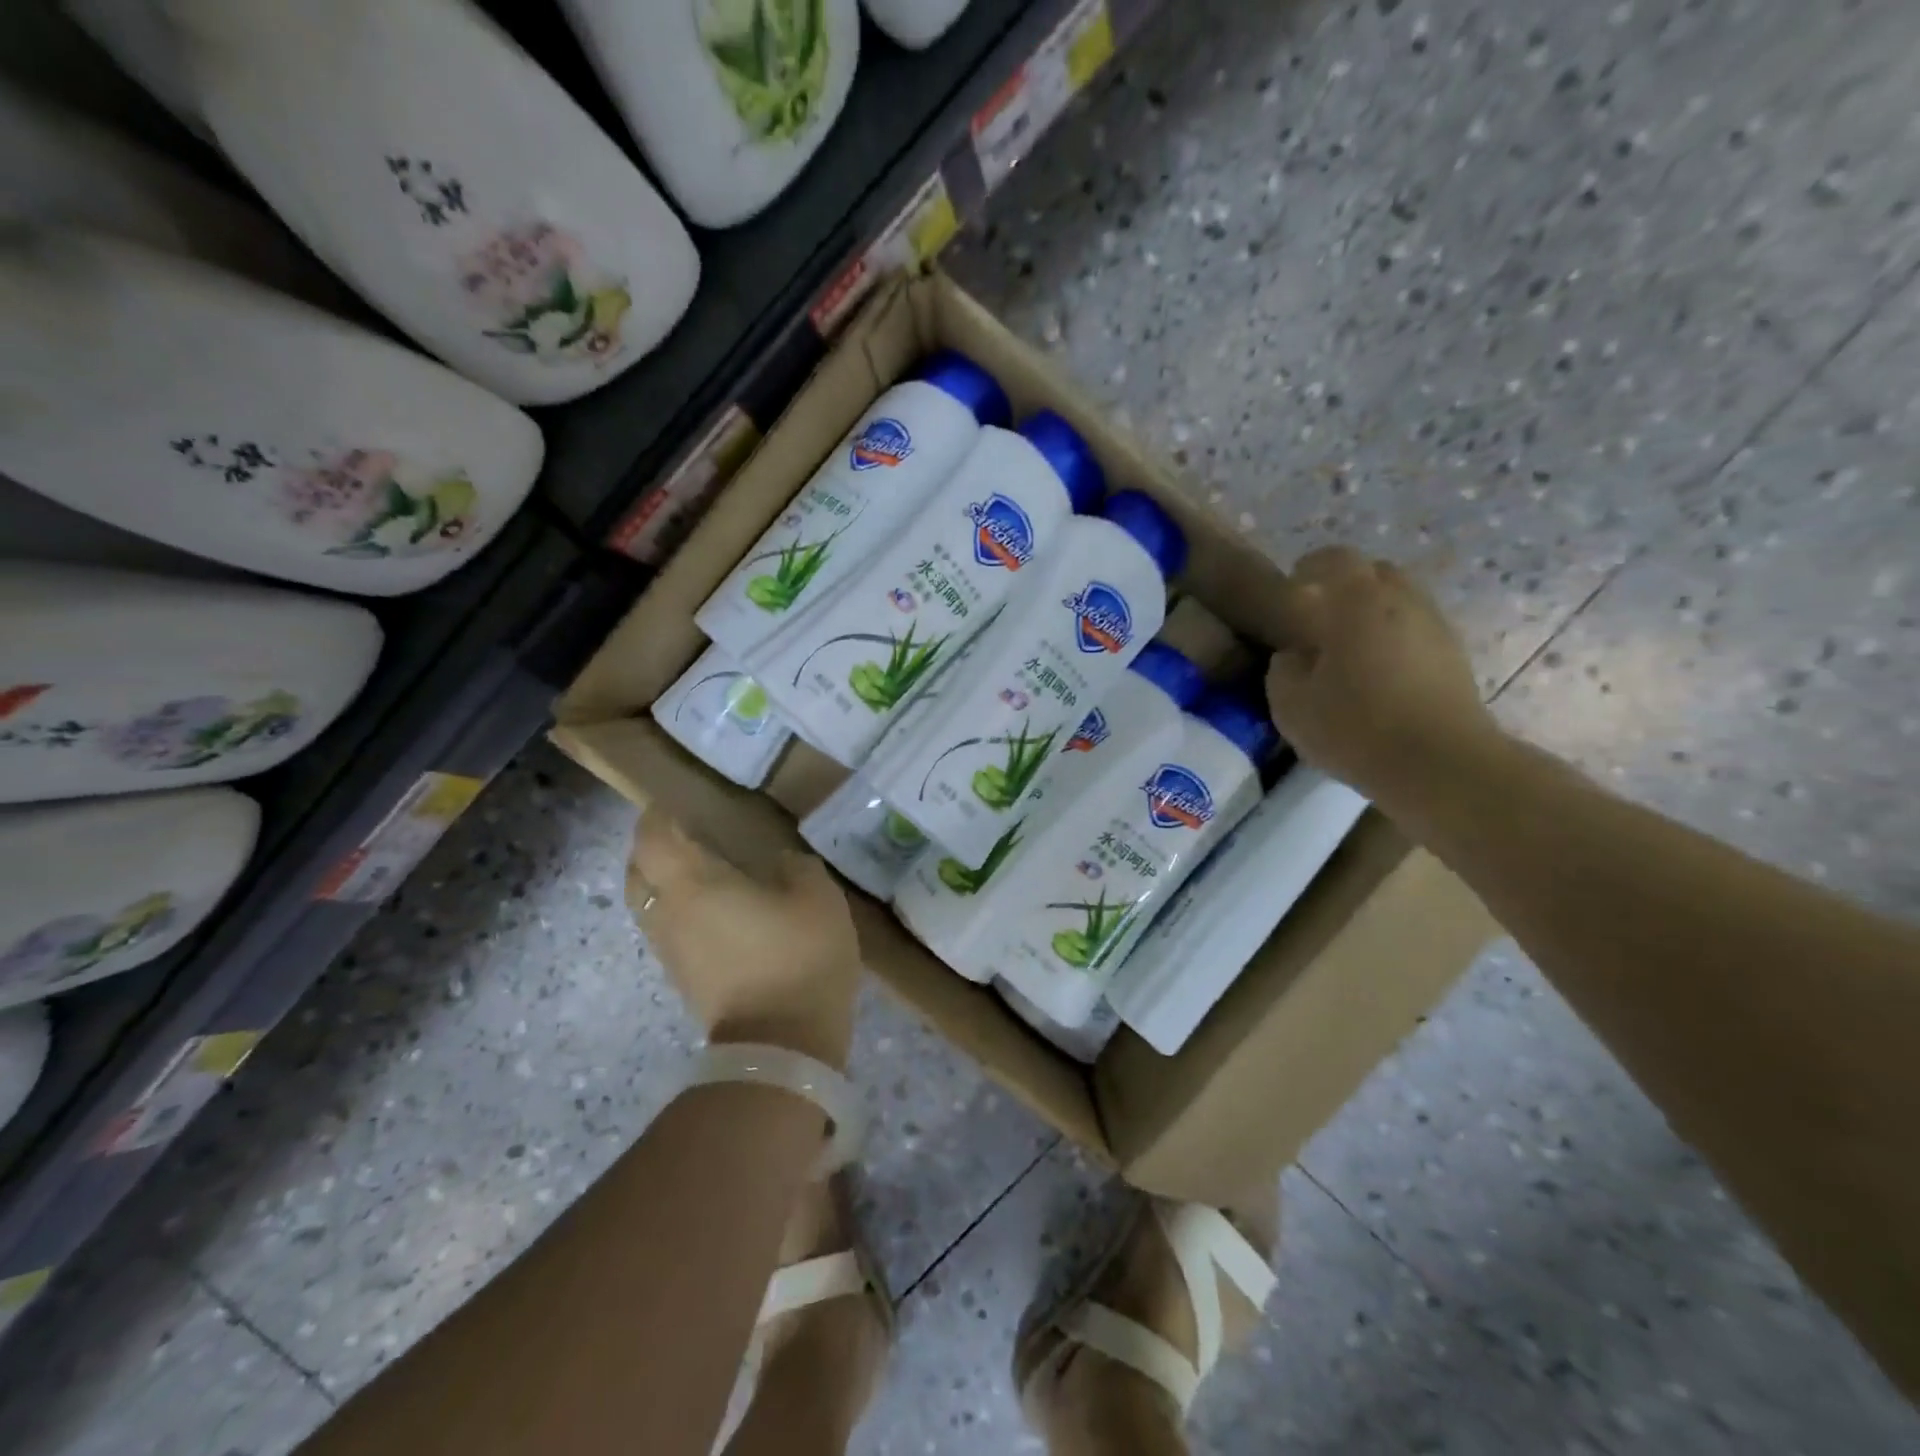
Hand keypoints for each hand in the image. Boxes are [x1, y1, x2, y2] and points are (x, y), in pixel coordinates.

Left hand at [629, 811, 861, 1067]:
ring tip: (699, 872)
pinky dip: (677, 911)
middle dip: (653, 848)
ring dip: (662, 882)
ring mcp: (670, 950)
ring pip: (648, 904)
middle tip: (685, 835)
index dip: (658, 816)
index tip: (677, 803)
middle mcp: (668, 913)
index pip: (653, 837)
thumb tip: (780, 863)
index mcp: (693, 883)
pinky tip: (714, 911)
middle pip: (637, 871)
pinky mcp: (682, 978)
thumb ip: (796, 867)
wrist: (782, 1044)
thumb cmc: (798, 956)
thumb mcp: (817, 896)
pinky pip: (667, 929)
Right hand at [1265, 547, 1505, 815]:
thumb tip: (1295, 655)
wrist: (1441, 765)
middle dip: (1346, 587)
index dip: (1309, 568)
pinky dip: (1394, 640)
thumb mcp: (1290, 704)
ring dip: (1373, 615)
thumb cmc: (1356, 727)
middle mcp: (1402, 600)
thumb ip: (1284, 668)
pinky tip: (1377, 675)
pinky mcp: (1454, 657)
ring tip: (1349, 651)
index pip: (1333, 559)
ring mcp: (1435, 627)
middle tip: (1320, 620)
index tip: (1293, 589)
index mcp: (1357, 601)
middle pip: (1374, 573)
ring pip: (1399, 601)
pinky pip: (1415, 631)